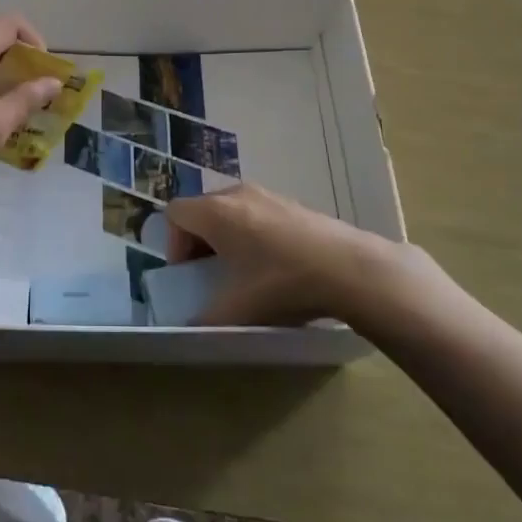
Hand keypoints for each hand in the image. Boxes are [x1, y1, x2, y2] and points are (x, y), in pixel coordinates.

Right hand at [165, 183, 398, 325]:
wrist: (348, 268)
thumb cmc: (283, 284)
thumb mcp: (240, 310)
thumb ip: (207, 319)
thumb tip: (192, 327)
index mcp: (216, 213)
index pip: (175, 212)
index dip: (173, 244)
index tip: (190, 274)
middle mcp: (236, 194)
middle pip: (201, 209)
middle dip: (198, 241)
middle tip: (211, 274)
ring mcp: (266, 194)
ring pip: (229, 209)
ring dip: (225, 236)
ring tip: (244, 271)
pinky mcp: (290, 202)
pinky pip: (255, 211)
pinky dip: (251, 232)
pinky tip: (274, 264)